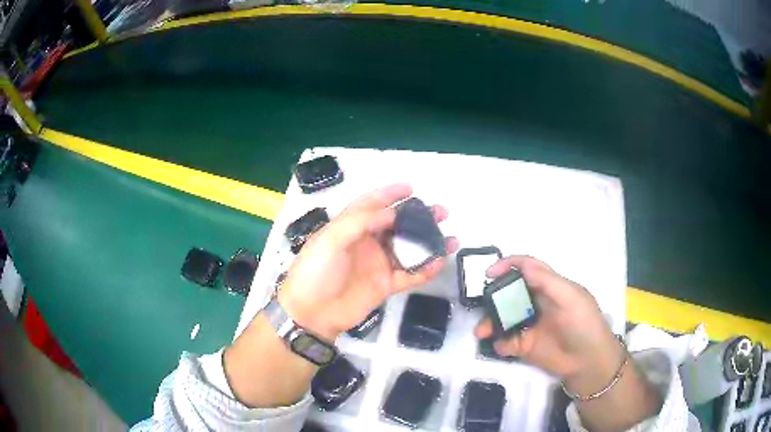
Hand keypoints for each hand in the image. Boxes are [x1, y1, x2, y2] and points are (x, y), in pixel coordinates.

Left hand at [279, 184, 457, 340]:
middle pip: (397, 225)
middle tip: (441, 212)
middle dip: (419, 217)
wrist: (312, 314)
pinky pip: (410, 275)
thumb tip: (392, 212)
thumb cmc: (316, 272)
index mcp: (350, 227)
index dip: (390, 194)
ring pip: (408, 249)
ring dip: (429, 243)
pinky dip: (425, 270)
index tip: (411, 188)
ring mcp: (378, 264)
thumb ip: (360, 222)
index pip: (372, 204)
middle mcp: (367, 242)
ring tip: (450, 237)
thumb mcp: (330, 240)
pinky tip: (440, 262)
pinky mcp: (386, 286)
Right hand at [475, 256, 623, 393]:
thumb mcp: (570, 298)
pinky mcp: (524, 346)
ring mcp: (529, 325)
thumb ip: (547, 282)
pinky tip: (503, 346)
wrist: (588, 362)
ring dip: (490, 322)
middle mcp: (537, 303)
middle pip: (509, 293)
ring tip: (482, 332)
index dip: (508, 266)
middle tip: (482, 305)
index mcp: (550, 287)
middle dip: (493, 297)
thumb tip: (522, 266)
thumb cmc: (584, 324)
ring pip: (503, 318)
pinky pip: (505, 341)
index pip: (527, 268)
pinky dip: (499, 343)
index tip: (489, 274)